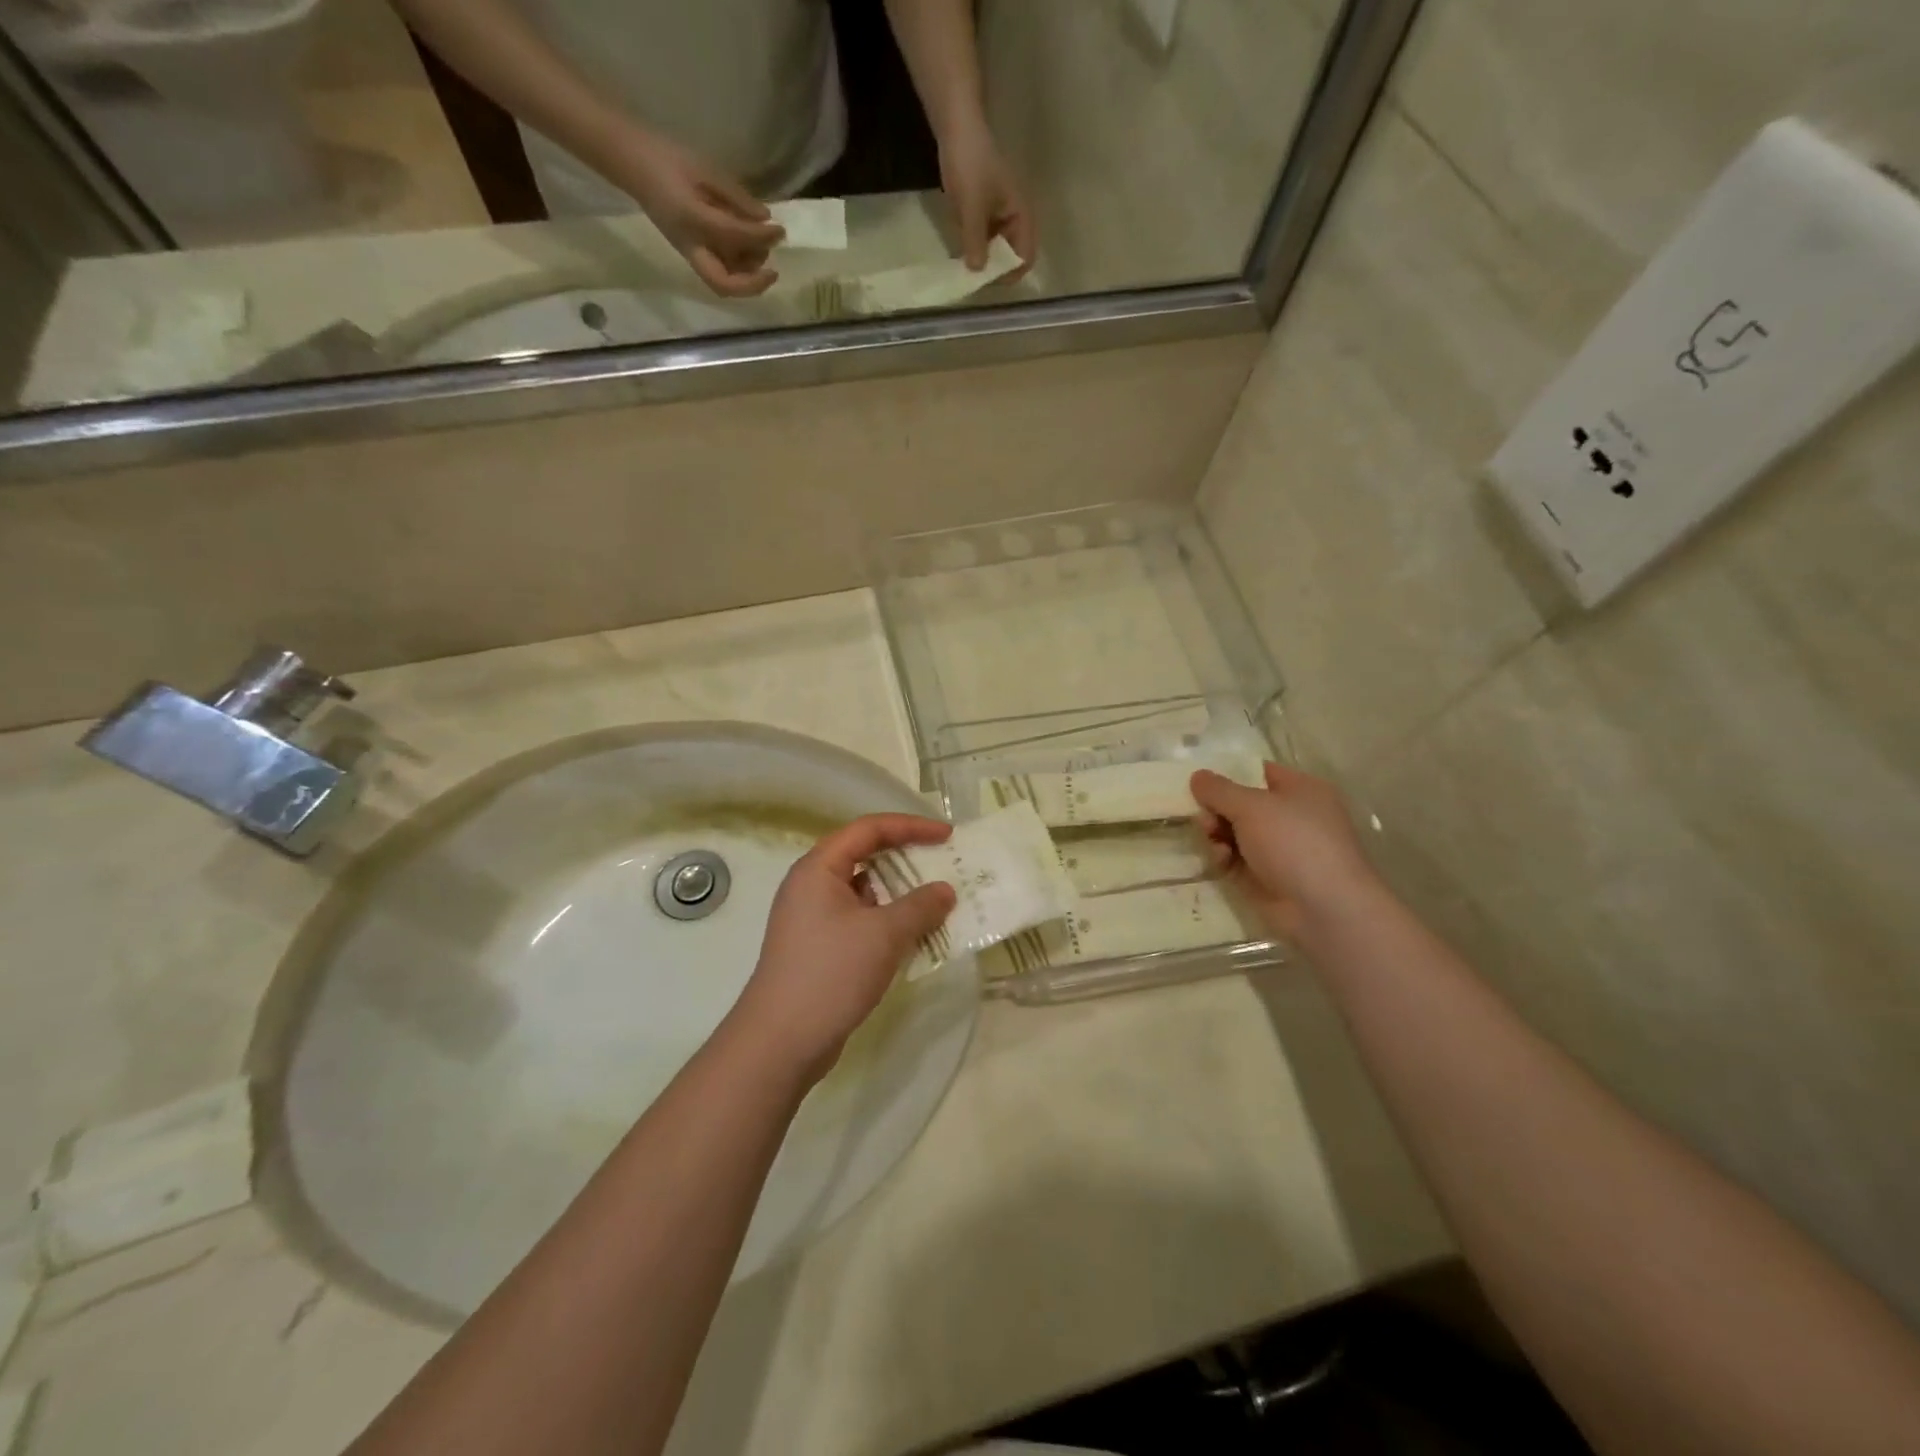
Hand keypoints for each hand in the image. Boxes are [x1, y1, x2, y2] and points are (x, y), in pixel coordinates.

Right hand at [610, 131, 785, 296]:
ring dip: (747, 275)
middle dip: (752, 282)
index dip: (761, 238)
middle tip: (771, 263)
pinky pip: (719, 271)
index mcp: (692, 219)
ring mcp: (690, 252)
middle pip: (724, 284)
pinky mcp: (692, 252)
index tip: (779, 231)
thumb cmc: (668, 159)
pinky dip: (738, 268)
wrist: (632, 160)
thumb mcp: (705, 171)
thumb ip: (736, 197)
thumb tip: (765, 219)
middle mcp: (691, 245)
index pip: (734, 237)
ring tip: (761, 250)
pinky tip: (748, 250)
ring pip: (724, 281)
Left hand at [729, 814, 957, 1084]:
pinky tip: (915, 938)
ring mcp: (813, 919)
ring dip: (901, 895)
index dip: (910, 827)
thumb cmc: (830, 973)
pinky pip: (861, 920)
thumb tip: (945, 890)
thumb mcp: (884, 934)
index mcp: (818, 869)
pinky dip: (888, 922)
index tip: (947, 835)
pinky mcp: (820, 948)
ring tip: (939, 903)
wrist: (781, 1042)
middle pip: (865, 857)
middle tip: (946, 866)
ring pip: (865, 892)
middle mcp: (812, 886)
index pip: (868, 829)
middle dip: (908, 859)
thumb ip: (920, 906)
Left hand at [938, 120, 1034, 277]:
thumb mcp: (972, 206)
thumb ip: (976, 241)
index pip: (1025, 256)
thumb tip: (977, 272)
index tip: (989, 280)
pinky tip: (960, 247)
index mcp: (1020, 216)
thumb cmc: (971, 164)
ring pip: (995, 250)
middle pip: (1010, 256)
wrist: (957, 128)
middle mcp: (1014, 219)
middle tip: (973, 276)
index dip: (1010, 272)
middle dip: (994, 269)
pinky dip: (973, 246)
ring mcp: (999, 216)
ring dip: (982, 259)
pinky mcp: (984, 212)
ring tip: (964, 264)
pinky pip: (982, 238)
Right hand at [1191, 762, 1383, 944]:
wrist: (1324, 909)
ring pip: (1234, 832)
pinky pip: (1235, 858)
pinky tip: (1220, 861)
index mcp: (1300, 790)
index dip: (1228, 773)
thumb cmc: (1294, 843)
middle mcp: (1291, 816)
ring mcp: (1279, 849)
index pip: (1257, 772)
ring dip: (1216, 833)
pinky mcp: (1265, 877)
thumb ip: (1219, 789)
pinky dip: (1224, 857)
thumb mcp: (1252, 806)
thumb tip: (1197, 776)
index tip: (1198, 780)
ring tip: (1211, 839)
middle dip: (1216, 809)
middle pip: (1240, 803)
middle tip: (1203, 818)